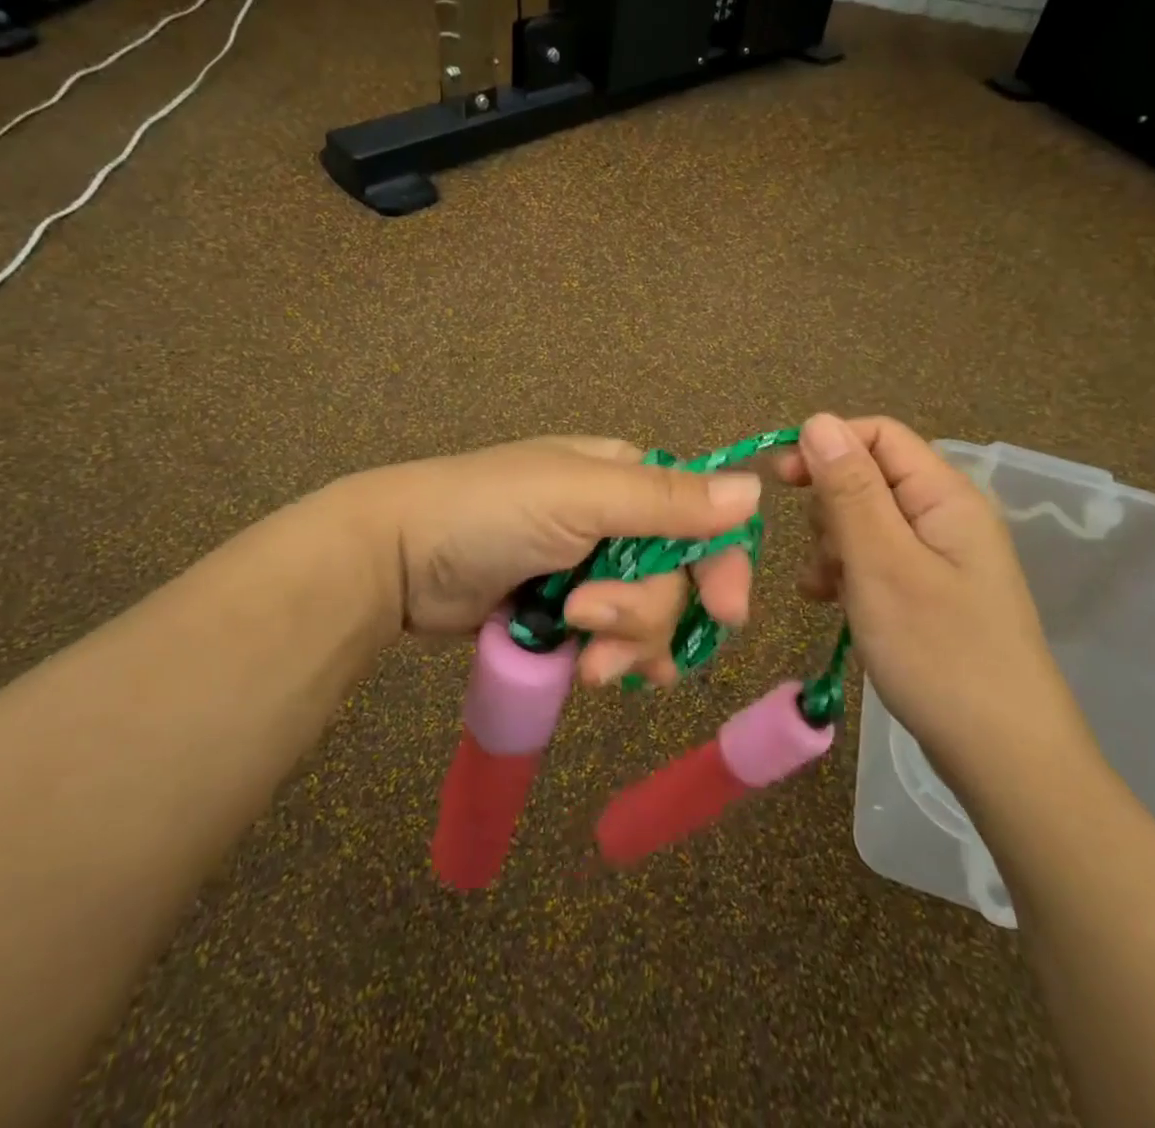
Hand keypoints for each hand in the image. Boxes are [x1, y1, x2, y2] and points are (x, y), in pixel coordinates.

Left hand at [347, 437, 760, 687]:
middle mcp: (616, 521)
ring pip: (648, 617)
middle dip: (644, 612)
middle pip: (676, 578)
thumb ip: (666, 500)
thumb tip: (756, 489)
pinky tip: (599, 676)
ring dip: (627, 643)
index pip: (701, 518)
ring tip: (584, 661)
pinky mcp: (563, 614)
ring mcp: (589, 570)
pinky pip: (613, 642)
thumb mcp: (579, 497)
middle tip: (590, 625)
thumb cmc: (490, 511)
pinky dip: (614, 661)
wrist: (397, 558)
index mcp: (625, 479)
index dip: (719, 564)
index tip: (725, 613)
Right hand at [774, 414, 1091, 781]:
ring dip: (832, 546)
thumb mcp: (881, 564)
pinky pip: (876, 560)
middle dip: (828, 507)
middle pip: (868, 477)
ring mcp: (940, 557)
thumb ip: (848, 490)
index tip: (780, 481)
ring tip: (823, 591)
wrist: (1006, 759)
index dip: (825, 446)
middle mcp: (946, 515)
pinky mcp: (930, 591)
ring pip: (865, 521)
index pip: (877, 435)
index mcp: (945, 495)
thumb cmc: (940, 653)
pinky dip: (847, 574)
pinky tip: (831, 604)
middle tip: (819, 556)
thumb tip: (818, 420)